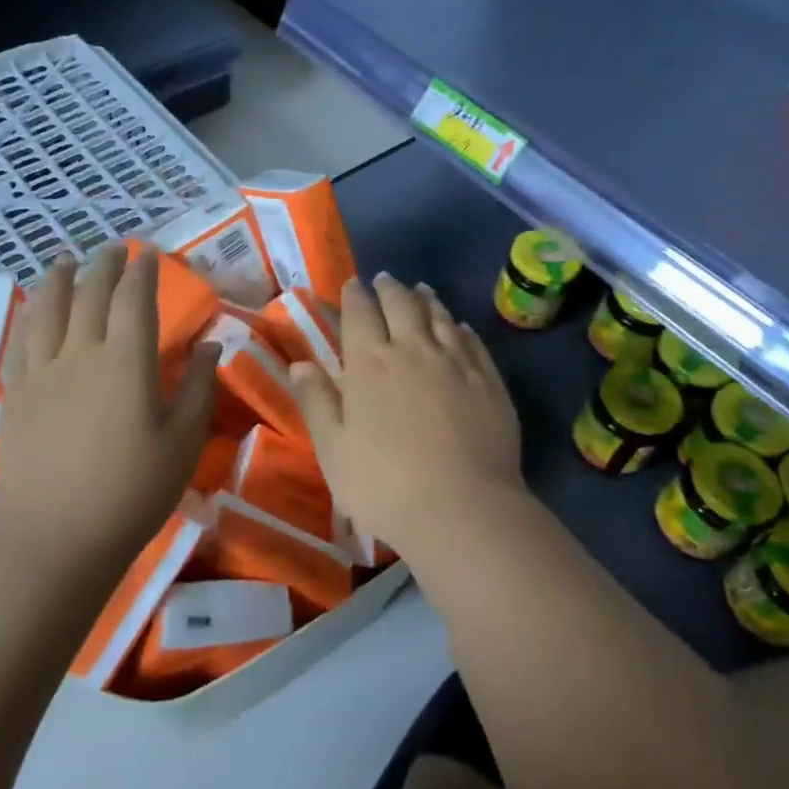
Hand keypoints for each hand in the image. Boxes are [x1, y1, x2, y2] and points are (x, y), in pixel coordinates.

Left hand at [0, 245, 219, 581]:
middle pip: (89, 294)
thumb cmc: (132, 493)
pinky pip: (20, 340)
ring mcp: (41, 372)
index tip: (149, 253)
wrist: (56, 538)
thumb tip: (210, 342)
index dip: (142, 271)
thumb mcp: (183, 442)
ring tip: (64, 260)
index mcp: (126, 362)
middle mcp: (80, 353)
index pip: (134, 298)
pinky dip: (29, 314)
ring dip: (58, 278)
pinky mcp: (15, 394)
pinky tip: (32, 309)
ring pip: (46, 308)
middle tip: (113, 248)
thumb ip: (197, 387)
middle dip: (103, 265)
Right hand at [290, 272, 525, 553]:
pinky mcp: (488, 381)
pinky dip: (460, 328)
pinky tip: (458, 326)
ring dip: (426, 299)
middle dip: (390, 289)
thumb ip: (316, 401)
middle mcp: (413, 350)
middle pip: (401, 306)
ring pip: (439, 318)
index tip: (353, 283)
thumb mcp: (333, 450)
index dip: (355, 295)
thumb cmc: (384, 485)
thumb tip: (300, 363)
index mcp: (370, 363)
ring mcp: (456, 363)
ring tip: (421, 289)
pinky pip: (472, 342)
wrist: (463, 509)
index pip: (360, 314)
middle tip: (385, 280)